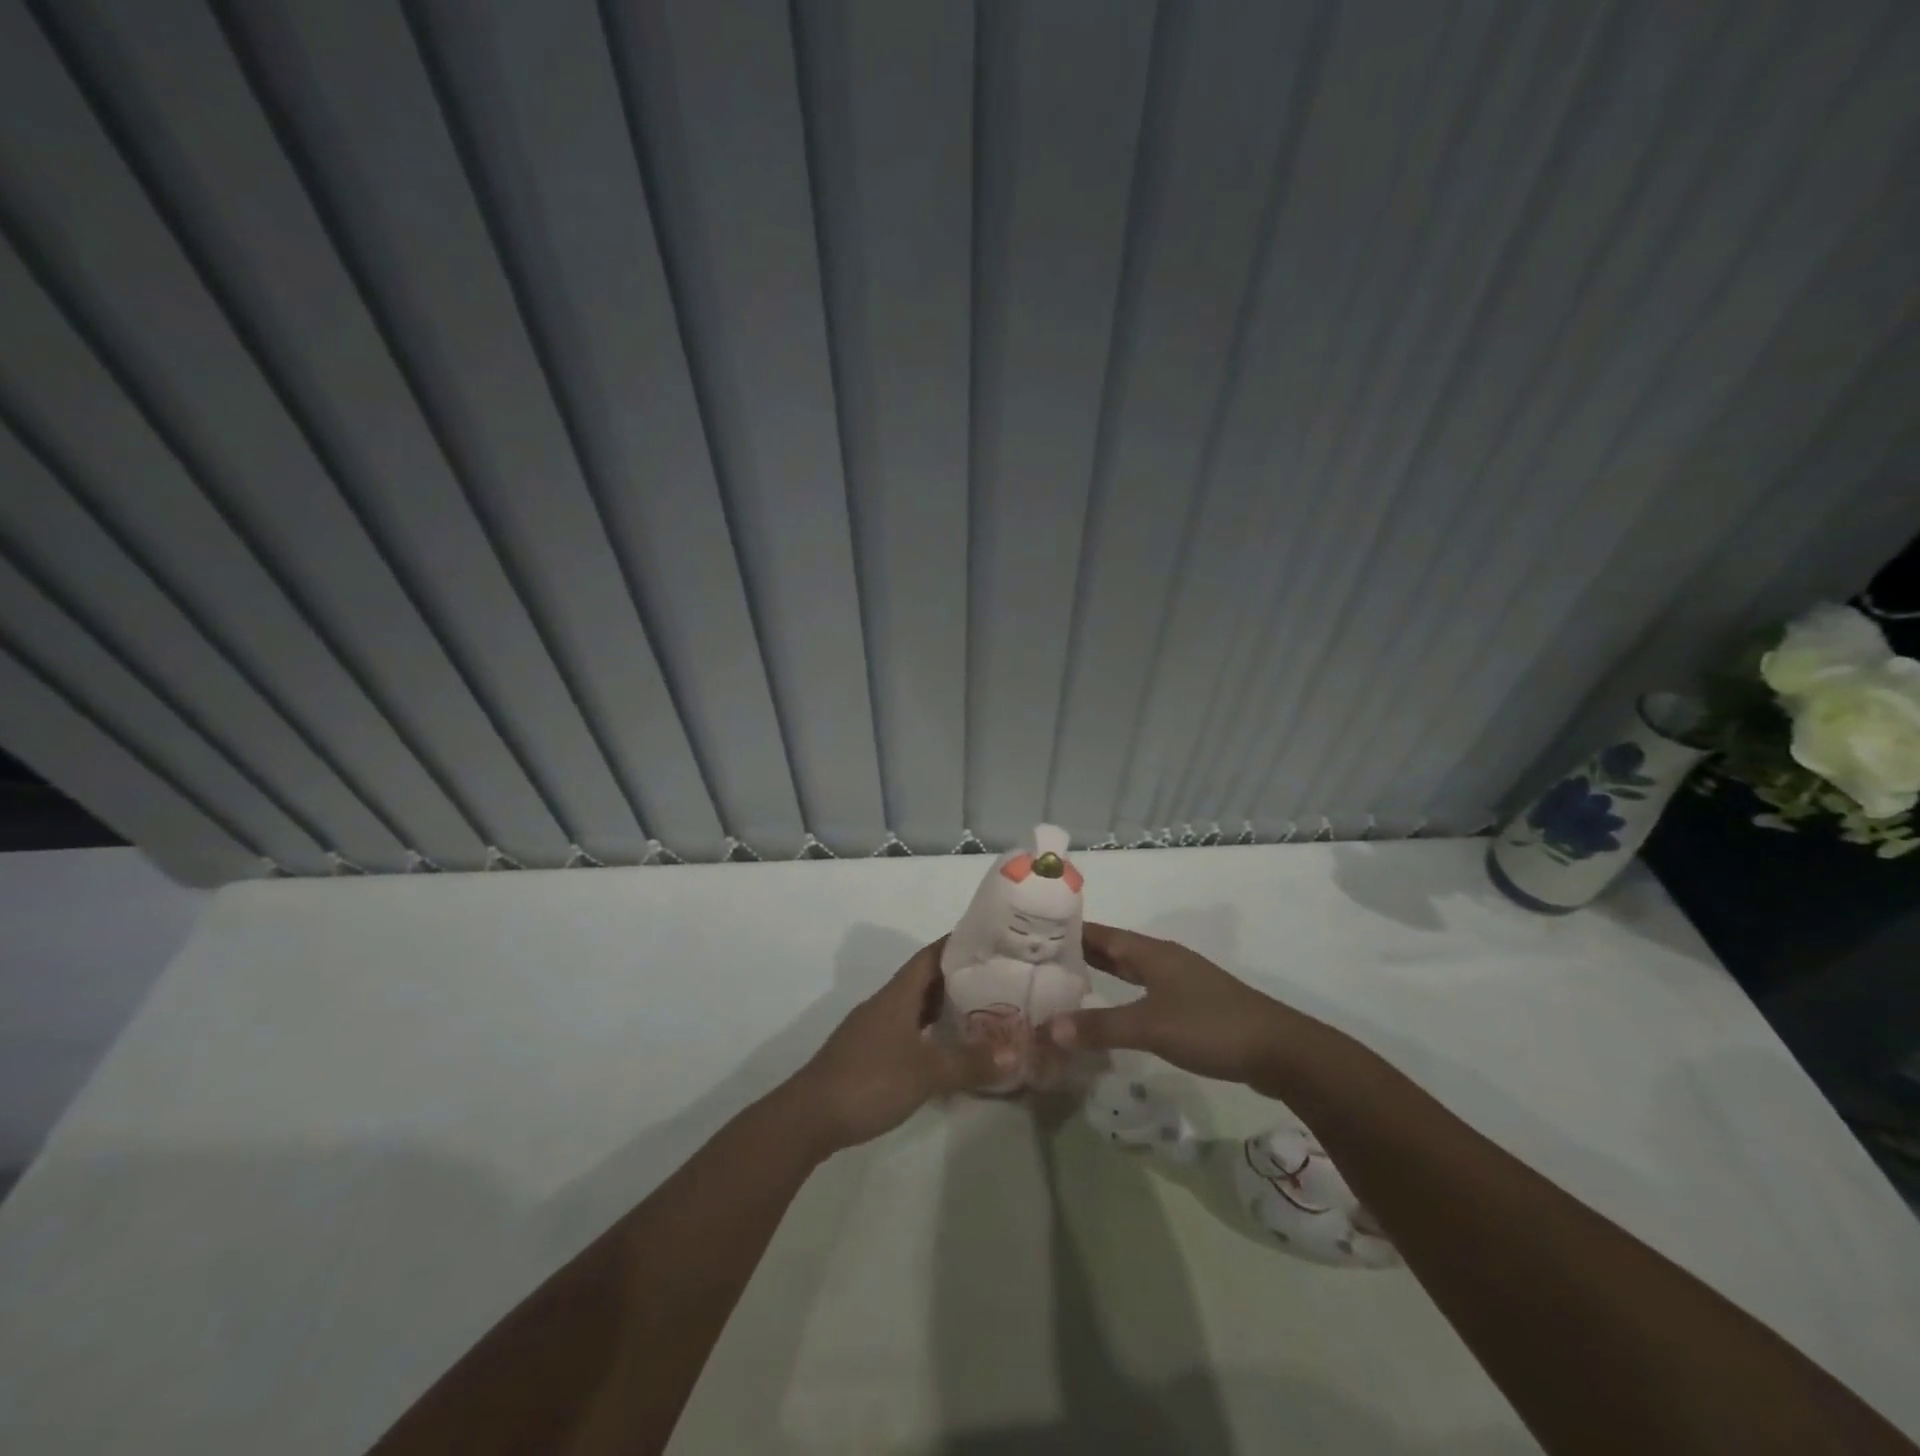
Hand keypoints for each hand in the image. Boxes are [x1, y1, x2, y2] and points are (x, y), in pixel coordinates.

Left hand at [786, 938, 1011, 1154]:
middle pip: (924, 981)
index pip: (930, 956)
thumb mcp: (926, 1072)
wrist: (809, 1117)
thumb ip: (969, 1062)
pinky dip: (929, 1034)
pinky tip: (945, 1051)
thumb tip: (1014, 1054)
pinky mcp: (868, 1055)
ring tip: (980, 1014)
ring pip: (914, 1008)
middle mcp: (885, 1004)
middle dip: (958, 978)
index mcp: (897, 995)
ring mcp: (873, 1030)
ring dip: (943, 1008)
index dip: (957, 945)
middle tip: (996, 981)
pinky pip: (906, 1032)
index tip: (989, 942)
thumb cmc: (869, 1080)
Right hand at [1042, 923, 1301, 1089]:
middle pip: (1114, 948)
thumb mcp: (1149, 1027)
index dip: (1068, 932)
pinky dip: (1120, 993)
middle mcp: (1163, 958)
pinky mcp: (1191, 1004)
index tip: (1032, 934)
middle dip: (1079, 952)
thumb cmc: (1210, 1026)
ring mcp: (1179, 981)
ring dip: (1100, 973)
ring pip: (1130, 969)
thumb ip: (1099, 1027)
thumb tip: (1048, 1028)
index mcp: (1151, 952)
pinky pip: (1144, 989)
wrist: (1279, 1050)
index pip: (1100, 934)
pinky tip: (1111, 1011)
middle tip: (1039, 959)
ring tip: (1066, 982)